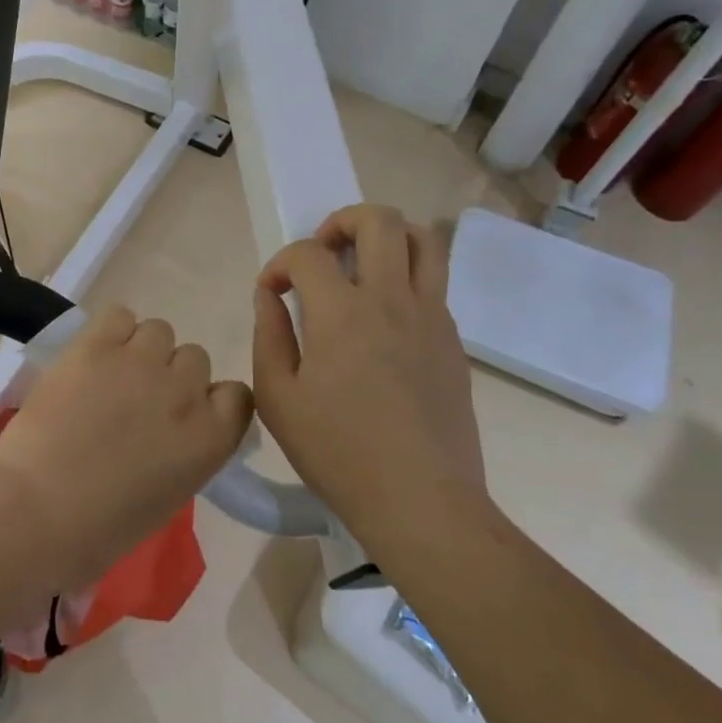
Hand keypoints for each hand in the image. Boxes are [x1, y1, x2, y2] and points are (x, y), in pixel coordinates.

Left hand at [0, 305, 252, 586]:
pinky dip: (110, 332)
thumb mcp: (166, 498)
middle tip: (137, 398)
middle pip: (195, 358)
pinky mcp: (97, 345)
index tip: (186, 412)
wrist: (35, 511)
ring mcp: (142, 362)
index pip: (237, 395)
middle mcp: (185, 392)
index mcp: (210, 439)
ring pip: (160, 331)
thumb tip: (169, 430)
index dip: (210, 399)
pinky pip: (119, 315)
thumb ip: (183, 452)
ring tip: (110, 374)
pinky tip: (92, 357)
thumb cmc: (98, 530)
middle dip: (171, 375)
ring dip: (141, 349)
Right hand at [252, 205, 484, 549]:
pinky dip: (406, 277)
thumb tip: (270, 296)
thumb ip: (268, 336)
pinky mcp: (453, 340)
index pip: (308, 253)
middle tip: (324, 254)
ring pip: (423, 239)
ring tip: (362, 265)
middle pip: (380, 220)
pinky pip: (434, 282)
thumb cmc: (339, 454)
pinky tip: (384, 318)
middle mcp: (392, 299)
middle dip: (342, 221)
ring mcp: (431, 317)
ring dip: (387, 237)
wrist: (423, 502)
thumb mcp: (278, 399)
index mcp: (343, 313)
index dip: (281, 264)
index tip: (272, 292)